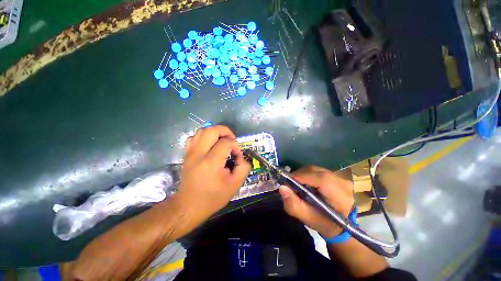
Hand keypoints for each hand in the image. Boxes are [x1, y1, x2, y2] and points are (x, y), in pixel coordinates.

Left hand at [176, 125, 250, 221]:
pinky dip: (204, 136)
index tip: (237, 156)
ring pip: (202, 131)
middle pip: (211, 130)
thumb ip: (244, 167)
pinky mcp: (186, 154)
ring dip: (215, 132)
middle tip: (231, 140)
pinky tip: (210, 144)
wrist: (189, 206)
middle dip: (225, 131)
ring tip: (222, 140)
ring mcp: (190, 153)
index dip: (236, 146)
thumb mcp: (235, 185)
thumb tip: (241, 156)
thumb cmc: (213, 197)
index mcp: (211, 162)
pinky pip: (194, 137)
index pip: (226, 143)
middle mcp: (198, 154)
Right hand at [279, 166, 353, 237]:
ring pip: (316, 169)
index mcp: (341, 197)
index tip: (288, 180)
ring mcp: (340, 177)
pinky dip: (308, 174)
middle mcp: (343, 183)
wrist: (340, 225)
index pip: (321, 179)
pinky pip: (317, 170)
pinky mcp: (336, 175)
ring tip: (296, 183)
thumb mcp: (307, 218)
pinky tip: (305, 182)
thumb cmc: (324, 223)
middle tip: (290, 182)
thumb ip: (294, 205)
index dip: (303, 177)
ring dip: (303, 174)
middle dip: (300, 175)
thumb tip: (282, 187)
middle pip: (316, 172)